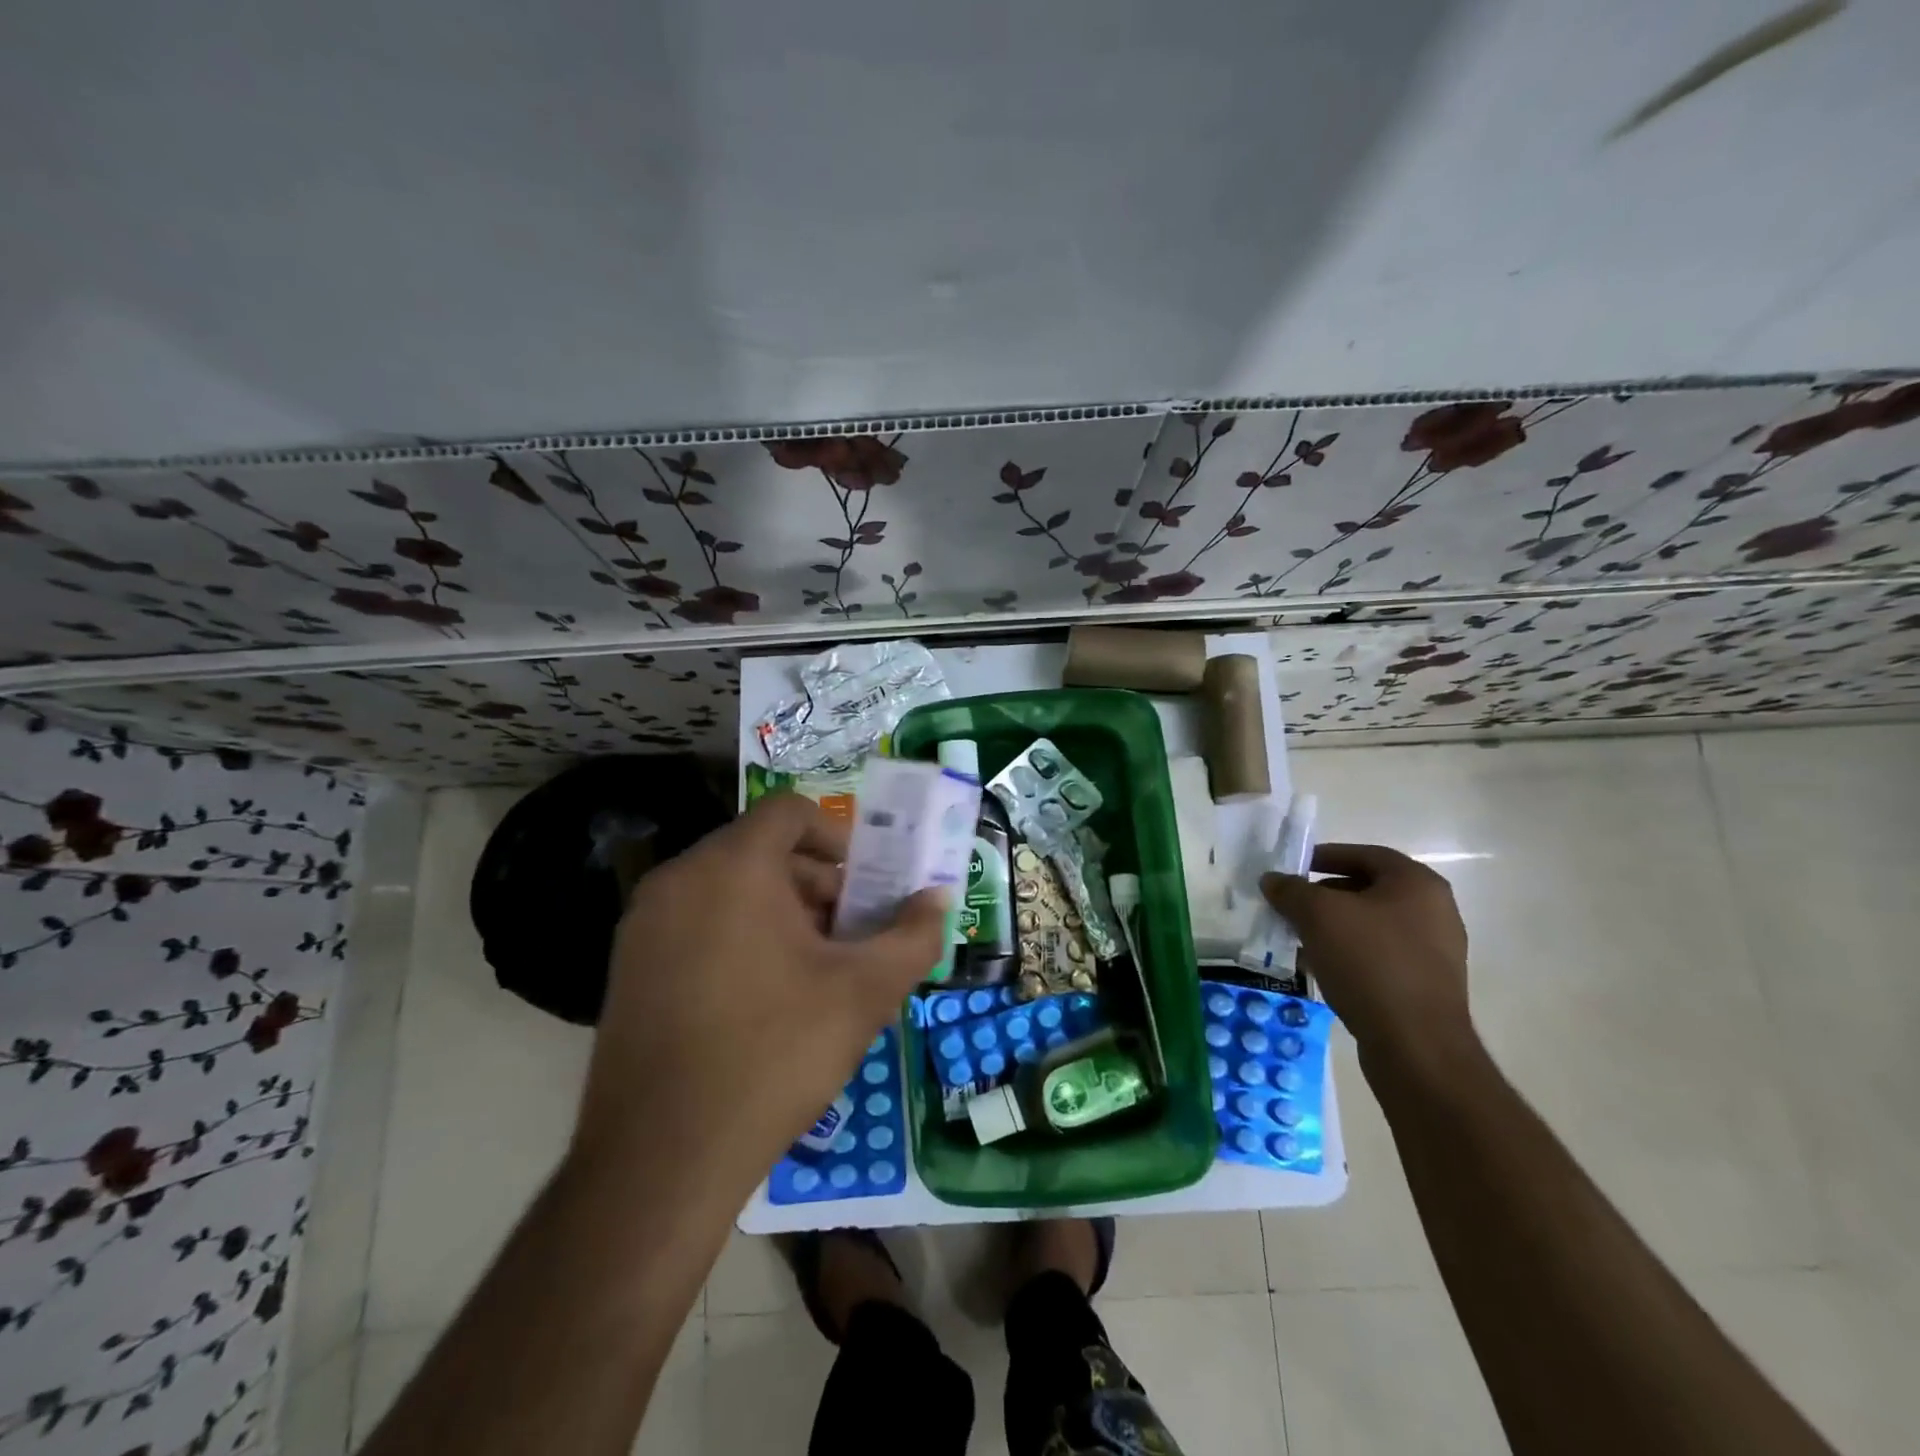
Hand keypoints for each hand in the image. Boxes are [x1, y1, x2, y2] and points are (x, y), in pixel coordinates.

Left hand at [572, 793, 945, 1196]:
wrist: (662, 1159)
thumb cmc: (775, 1054)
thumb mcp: (864, 992)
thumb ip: (913, 936)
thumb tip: (939, 899)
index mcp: (732, 867)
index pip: (790, 812)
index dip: (838, 837)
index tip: (865, 886)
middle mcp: (679, 878)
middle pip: (760, 850)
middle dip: (816, 882)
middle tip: (850, 933)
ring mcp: (644, 923)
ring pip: (728, 888)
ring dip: (780, 910)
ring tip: (814, 968)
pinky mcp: (627, 966)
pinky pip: (696, 922)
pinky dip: (738, 933)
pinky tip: (764, 996)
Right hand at [1261, 843, 1472, 1064]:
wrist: (1416, 1046)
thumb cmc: (1370, 963)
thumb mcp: (1318, 915)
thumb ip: (1291, 890)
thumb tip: (1272, 880)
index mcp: (1417, 884)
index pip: (1364, 854)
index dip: (1324, 856)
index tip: (1292, 868)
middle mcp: (1433, 911)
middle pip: (1366, 890)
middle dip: (1322, 895)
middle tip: (1288, 904)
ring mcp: (1432, 951)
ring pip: (1369, 926)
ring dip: (1330, 928)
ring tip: (1296, 937)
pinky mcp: (1424, 985)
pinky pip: (1377, 956)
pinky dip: (1346, 955)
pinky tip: (1317, 967)